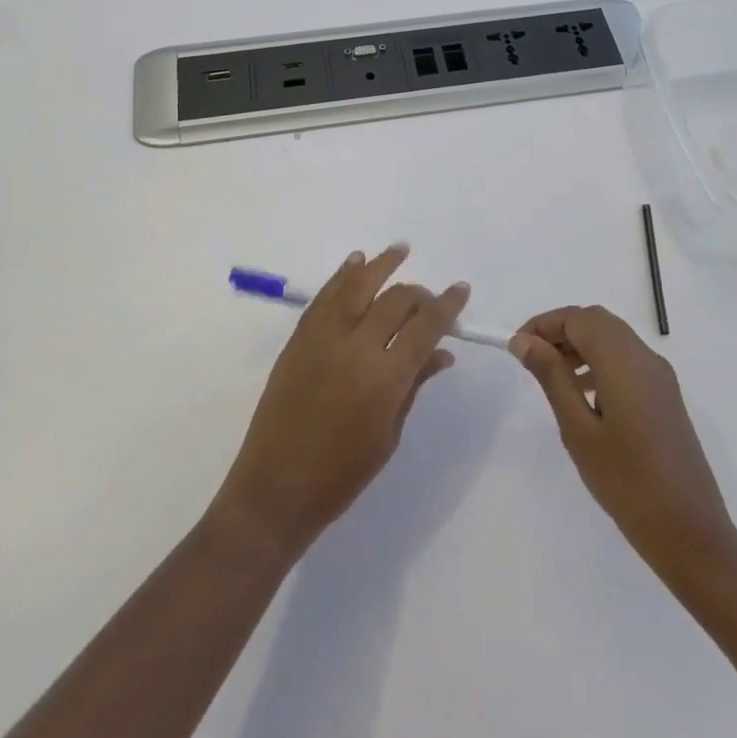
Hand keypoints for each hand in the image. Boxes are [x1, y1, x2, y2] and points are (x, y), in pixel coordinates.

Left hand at [210, 245, 468, 562]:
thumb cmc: (341, 475)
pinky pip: (325, 297)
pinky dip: (342, 276)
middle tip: (430, 297)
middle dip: (419, 293)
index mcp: (384, 378)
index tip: (461, 290)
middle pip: (395, 301)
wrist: (275, 487)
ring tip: (399, 250)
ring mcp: (322, 338)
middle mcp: (355, 347)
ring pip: (357, 286)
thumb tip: (442, 353)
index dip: (447, 306)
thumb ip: (415, 385)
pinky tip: (356, 262)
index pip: (425, 327)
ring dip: (380, 265)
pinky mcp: (299, 338)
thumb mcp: (389, 434)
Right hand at [509, 306, 736, 586]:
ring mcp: (660, 377)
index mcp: (624, 361)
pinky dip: (600, 361)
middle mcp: (645, 357)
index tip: (516, 347)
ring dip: (580, 345)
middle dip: (561, 331)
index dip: (543, 324)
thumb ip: (551, 377)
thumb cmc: (627, 483)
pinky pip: (627, 360)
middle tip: (531, 358)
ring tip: (552, 377)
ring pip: (613, 338)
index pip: (577, 318)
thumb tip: (524, 340)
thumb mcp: (578, 429)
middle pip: (597, 322)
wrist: (691, 534)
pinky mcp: (666, 396)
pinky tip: (585, 396)